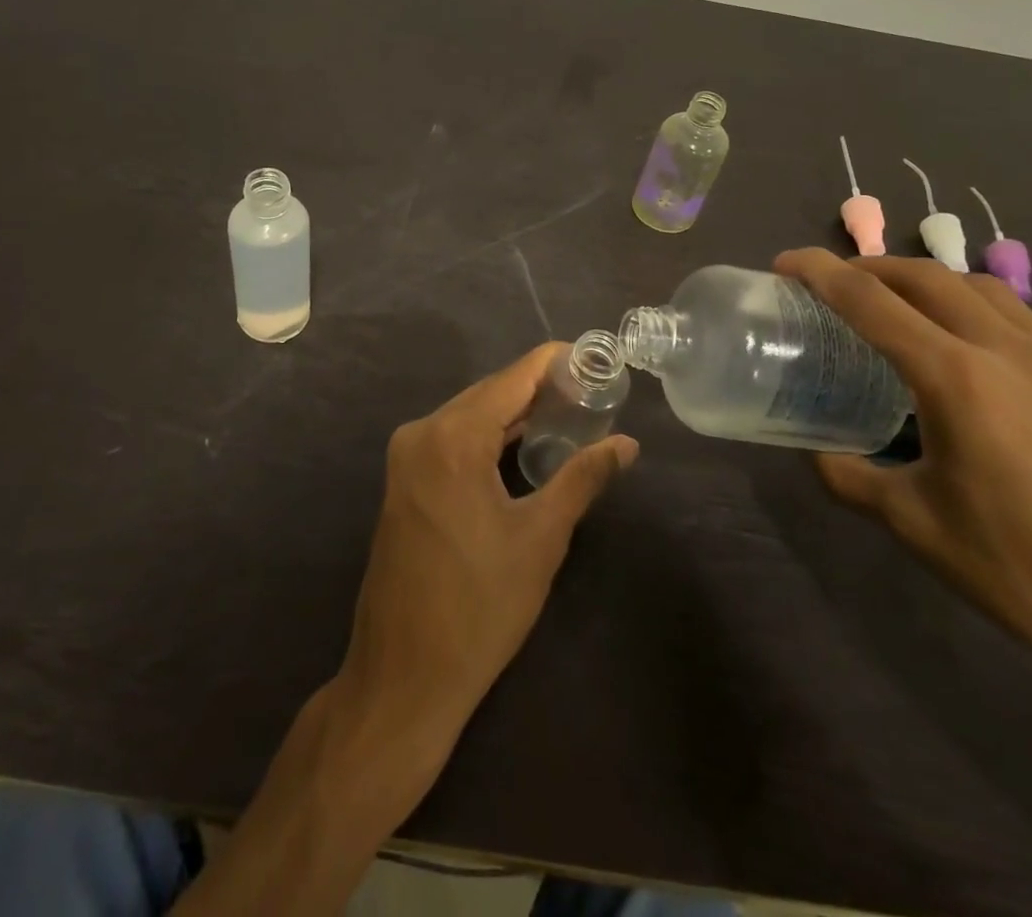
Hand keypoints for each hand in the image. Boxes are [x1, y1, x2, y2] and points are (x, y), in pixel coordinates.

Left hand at [337, 342, 638, 756]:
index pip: (512, 379)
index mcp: (452, 438)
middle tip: (591, 389)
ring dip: (514, 413)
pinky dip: (489, 436)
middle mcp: (421, 433)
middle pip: (489, 393)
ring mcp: (406, 457)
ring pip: (469, 416)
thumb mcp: (541, 539)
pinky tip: (523, 445)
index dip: (554, 362)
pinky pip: (452, 439)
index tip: (594, 356)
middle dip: (538, 388)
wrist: (404, 675)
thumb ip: (583, 479)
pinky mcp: (403, 481)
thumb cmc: (479, 607)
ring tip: (568, 411)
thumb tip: (627, 444)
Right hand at [774, 249, 1031, 695]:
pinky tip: (960, 342)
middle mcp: (1005, 351)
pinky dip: (969, 303)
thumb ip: (849, 476)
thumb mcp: (914, 524)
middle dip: (868, 266)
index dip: (820, 272)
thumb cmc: (1024, 572)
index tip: (784, 263)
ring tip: (892, 302)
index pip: (871, 301)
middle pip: (925, 276)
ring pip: (977, 286)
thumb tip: (816, 452)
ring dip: (922, 279)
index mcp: (956, 380)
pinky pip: (1016, 314)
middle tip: (828, 282)